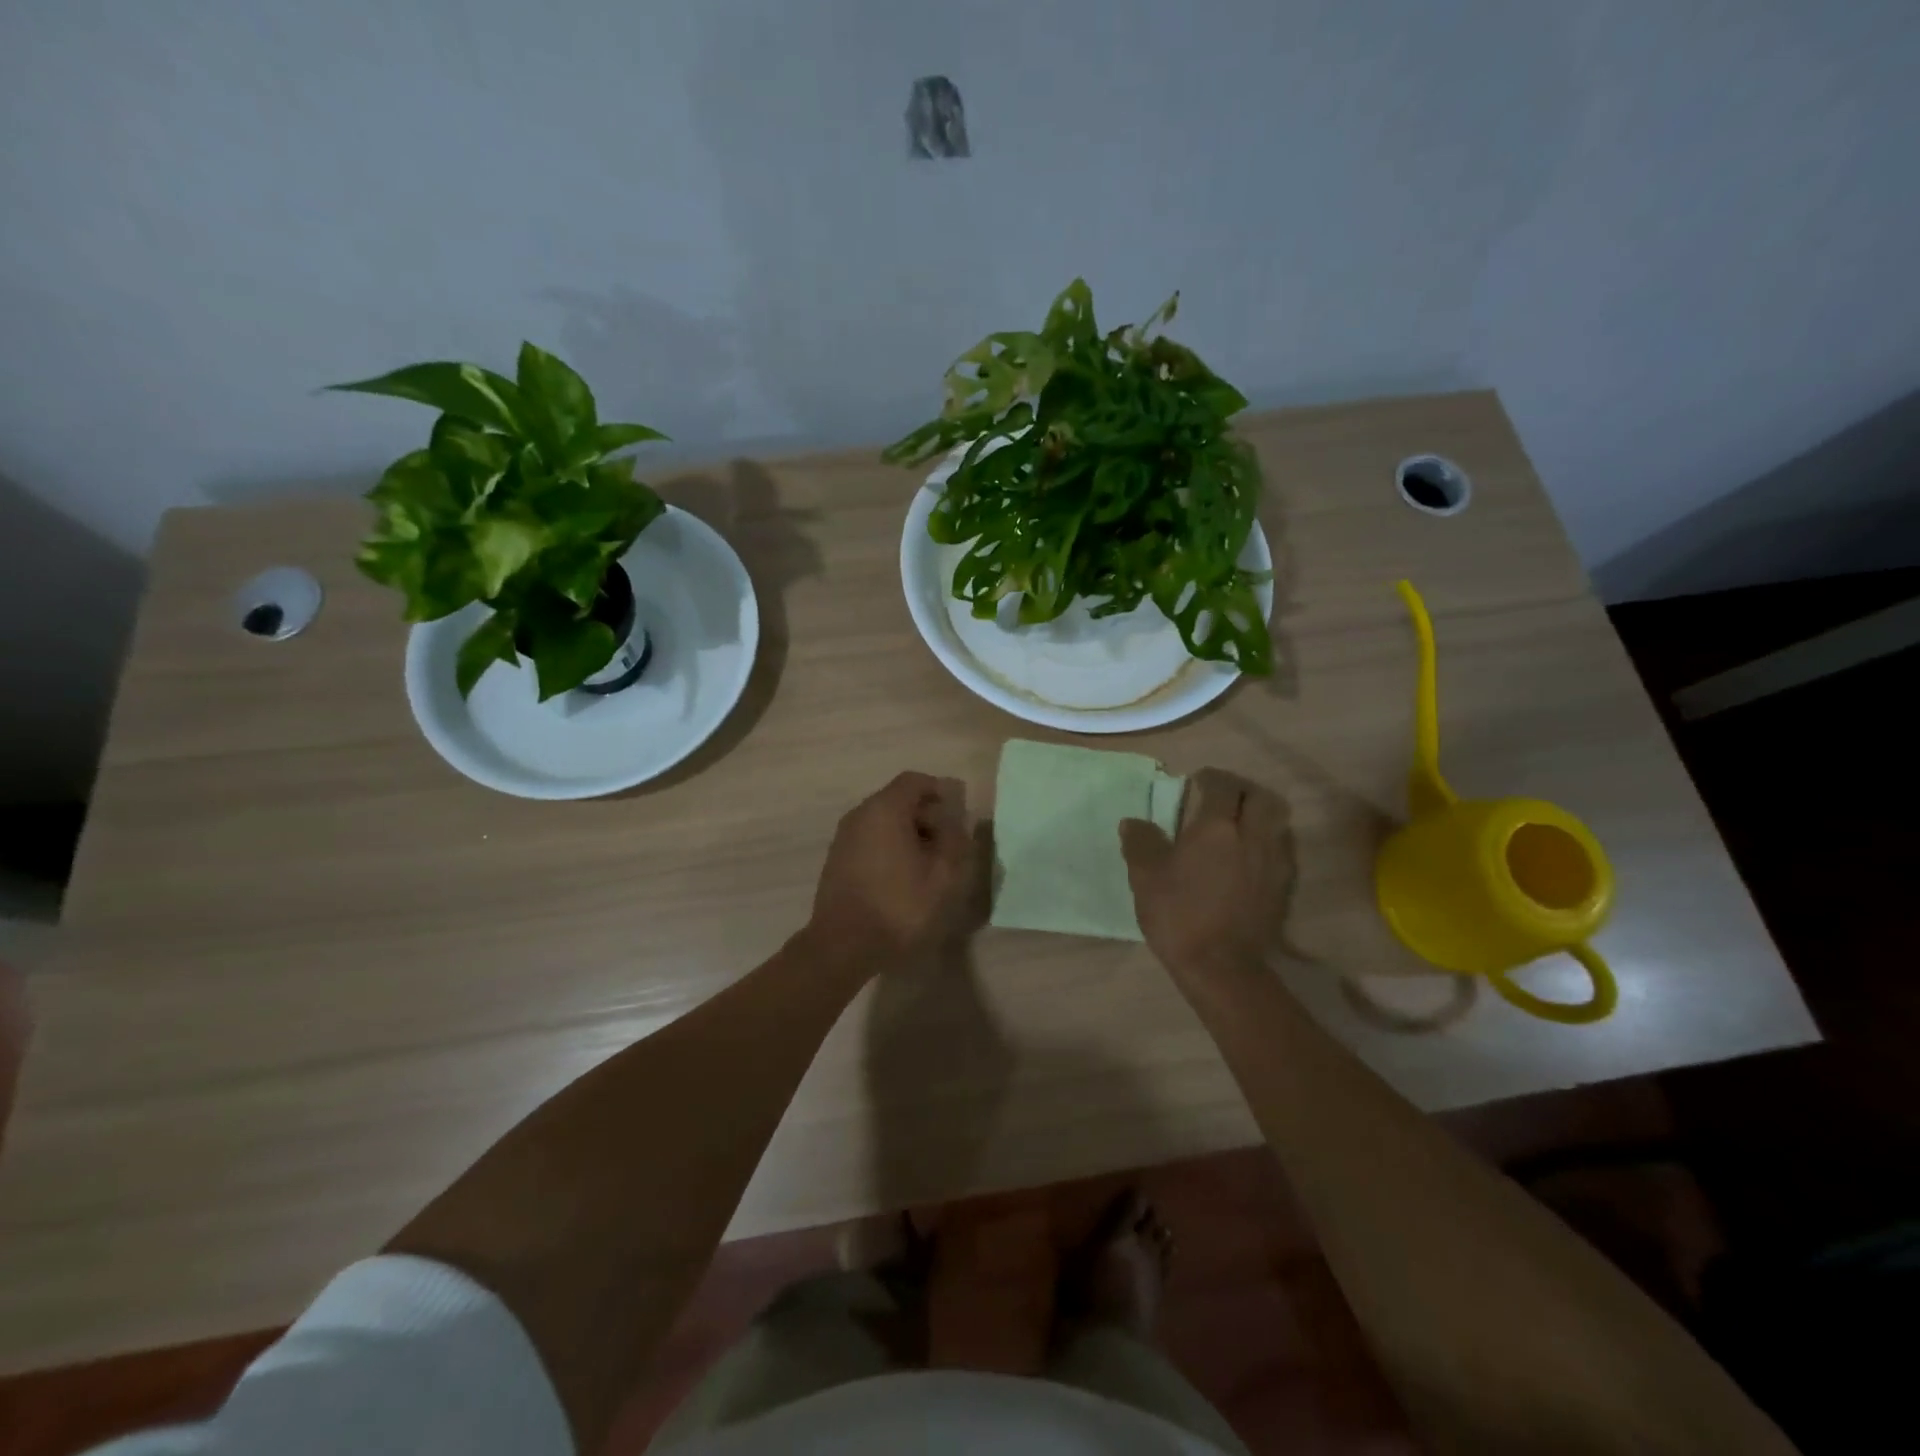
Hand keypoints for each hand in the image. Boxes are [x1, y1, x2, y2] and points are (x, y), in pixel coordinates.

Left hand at [808, 772, 974, 966]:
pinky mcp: (837, 860)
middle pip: (898, 800)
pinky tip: (904, 877)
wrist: (842, 946)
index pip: (915, 781)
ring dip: (909, 834)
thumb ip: (955, 841)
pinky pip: (870, 840)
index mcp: (885, 809)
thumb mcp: (943, 876)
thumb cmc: (898, 907)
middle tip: (949, 843)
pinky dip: (890, 848)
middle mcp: (860, 815)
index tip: (958, 814)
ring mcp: (844, 838)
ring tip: (929, 864)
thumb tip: (955, 822)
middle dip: (927, 815)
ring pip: (883, 821)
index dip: (940, 791)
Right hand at [1120, 768, 1294, 982]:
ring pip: (1277, 822)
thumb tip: (1134, 823)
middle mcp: (1252, 836)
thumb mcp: (1145, 877)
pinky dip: (1267, 842)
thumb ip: (1140, 843)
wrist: (1222, 967)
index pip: (1222, 786)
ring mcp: (1273, 862)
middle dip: (1243, 791)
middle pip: (1261, 797)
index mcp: (1217, 827)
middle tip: (1223, 798)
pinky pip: (1281, 849)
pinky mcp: (1282, 887)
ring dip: (1260, 815)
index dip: (1211, 778)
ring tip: (1239, 825)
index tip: (1197, 781)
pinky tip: (1249, 857)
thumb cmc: (1179, 915)